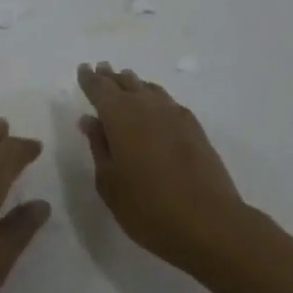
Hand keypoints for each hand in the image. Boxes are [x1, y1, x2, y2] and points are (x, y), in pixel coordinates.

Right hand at [77, 61, 247, 274]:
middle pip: (125, 83)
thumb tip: (90, 120)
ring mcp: (174, 115)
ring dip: (133, 83)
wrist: (210, 223)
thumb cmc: (148, 208)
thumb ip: (99, 147)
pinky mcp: (195, 128)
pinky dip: (154, 96)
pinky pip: (167, 101)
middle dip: (110, 76)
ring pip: (148, 89)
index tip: (83, 69)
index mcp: (119, 116)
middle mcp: (146, 107)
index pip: (99, 88)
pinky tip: (155, 105)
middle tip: (101, 69)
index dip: (89, 78)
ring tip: (125, 81)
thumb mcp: (110, 182)